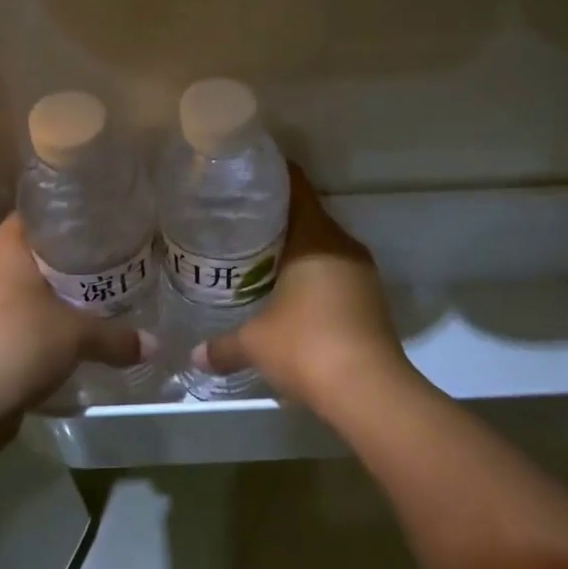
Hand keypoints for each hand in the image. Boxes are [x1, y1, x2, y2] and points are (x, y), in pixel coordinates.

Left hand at [0, 216, 146, 426]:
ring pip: (9, 288)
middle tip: (97, 270)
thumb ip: (117, 337)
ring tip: (78, 304)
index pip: (34, 217)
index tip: (96, 232)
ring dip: (38, 296)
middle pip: (23, 253)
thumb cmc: (20, 346)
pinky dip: (22, 323)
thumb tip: (154, 344)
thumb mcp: (78, 338)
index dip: (66, 222)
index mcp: (2, 250)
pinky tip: (49, 339)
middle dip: (58, 263)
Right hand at [198, 166, 413, 406]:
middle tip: (241, 224)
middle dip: (278, 220)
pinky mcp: (372, 301)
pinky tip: (291, 297)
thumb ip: (223, 345)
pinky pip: (337, 275)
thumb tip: (194, 355)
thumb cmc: (306, 346)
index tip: (247, 178)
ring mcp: (363, 274)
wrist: (368, 391)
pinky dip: (314, 278)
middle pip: (310, 217)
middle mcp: (344, 246)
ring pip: (325, 248)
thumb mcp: (254, 343)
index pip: (297, 188)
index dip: (273, 177)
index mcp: (316, 237)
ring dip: (298, 252)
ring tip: (260, 260)